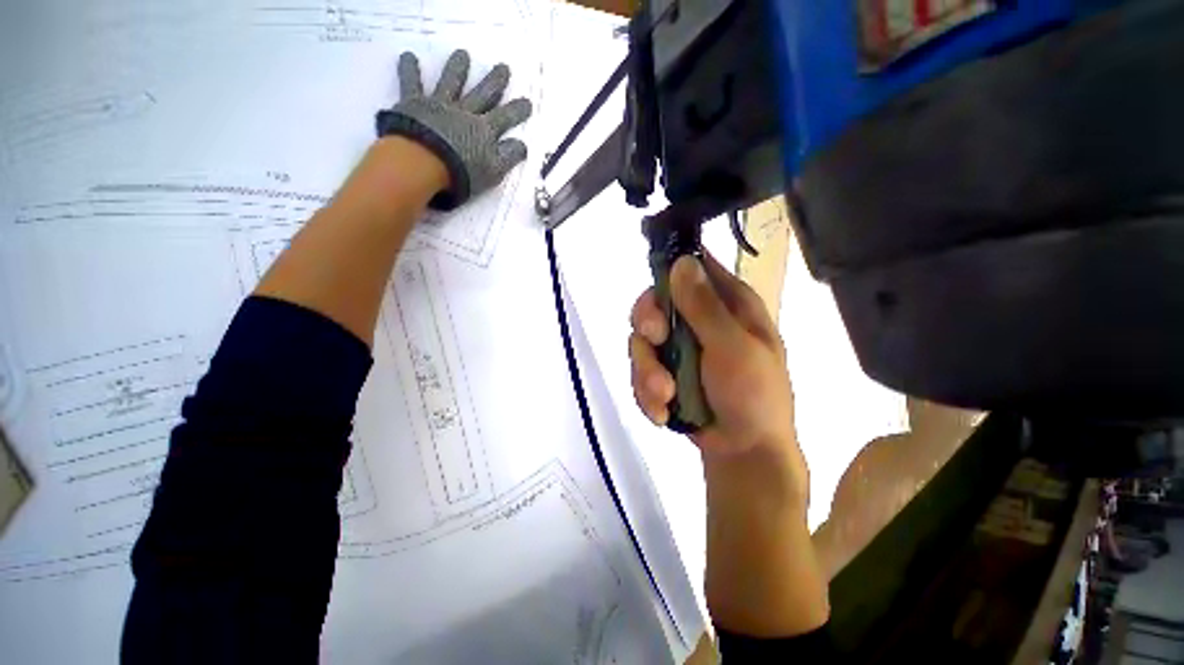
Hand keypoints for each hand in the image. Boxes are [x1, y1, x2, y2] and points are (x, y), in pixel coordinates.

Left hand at [376, 49, 532, 210]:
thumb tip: (522, 144)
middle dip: (495, 81)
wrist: (424, 164)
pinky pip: (411, 83)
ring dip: (458, 68)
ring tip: (463, 54)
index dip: (517, 110)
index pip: (505, 118)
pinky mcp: (414, 104)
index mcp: (484, 131)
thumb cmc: (461, 173)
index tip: (527, 102)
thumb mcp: (493, 172)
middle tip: (504, 67)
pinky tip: (408, 56)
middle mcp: (464, 112)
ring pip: (451, 82)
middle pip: (483, 94)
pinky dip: (410, 70)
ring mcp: (439, 105)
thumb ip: (508, 156)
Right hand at [629, 252, 796, 458]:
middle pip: (654, 303)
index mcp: (725, 303)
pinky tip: (663, 412)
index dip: (667, 271)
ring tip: (665, 395)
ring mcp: (678, 347)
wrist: (744, 451)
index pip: (690, 267)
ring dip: (647, 371)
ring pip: (641, 341)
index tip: (657, 296)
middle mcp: (698, 319)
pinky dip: (647, 393)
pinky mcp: (664, 372)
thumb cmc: (753, 395)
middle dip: (648, 326)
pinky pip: (639, 371)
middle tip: (655, 342)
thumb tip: (682, 261)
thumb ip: (705, 307)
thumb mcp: (734, 348)